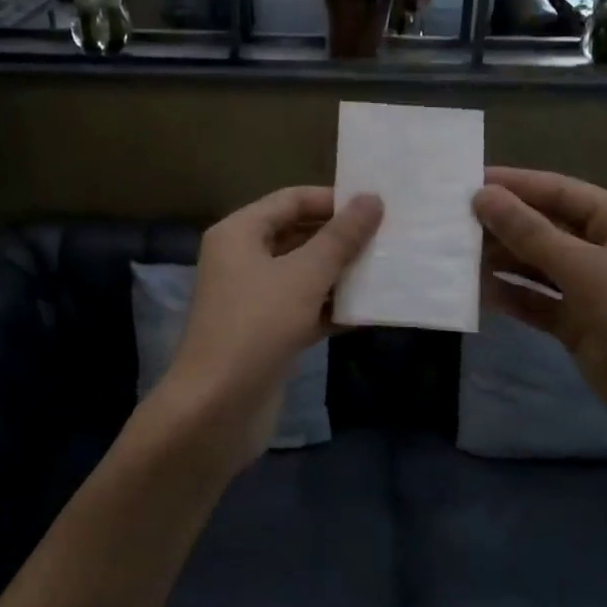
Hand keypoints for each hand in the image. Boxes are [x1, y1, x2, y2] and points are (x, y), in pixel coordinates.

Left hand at [158, 186, 382, 467]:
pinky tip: (368, 312)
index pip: (291, 200)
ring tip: (387, 269)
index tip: (378, 206)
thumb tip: (372, 199)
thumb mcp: (304, 276)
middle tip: (390, 237)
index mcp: (239, 233)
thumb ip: (340, 237)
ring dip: (341, 274)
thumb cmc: (257, 327)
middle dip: (341, 238)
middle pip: (298, 235)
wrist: (217, 408)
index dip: (333, 200)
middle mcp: (242, 259)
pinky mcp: (265, 332)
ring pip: (303, 274)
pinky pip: (303, 308)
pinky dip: (331, 308)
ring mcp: (253, 298)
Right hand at [473, 167, 606, 447]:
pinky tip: (477, 292)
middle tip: (450, 223)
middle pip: (545, 227)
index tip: (465, 183)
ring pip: (537, 265)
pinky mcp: (577, 322)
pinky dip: (510, 295)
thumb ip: (530, 233)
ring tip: (455, 254)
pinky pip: (536, 300)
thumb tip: (482, 196)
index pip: (558, 191)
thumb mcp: (584, 269)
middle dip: (502, 225)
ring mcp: (591, 287)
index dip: (514, 185)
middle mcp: (604, 248)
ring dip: (501, 260)